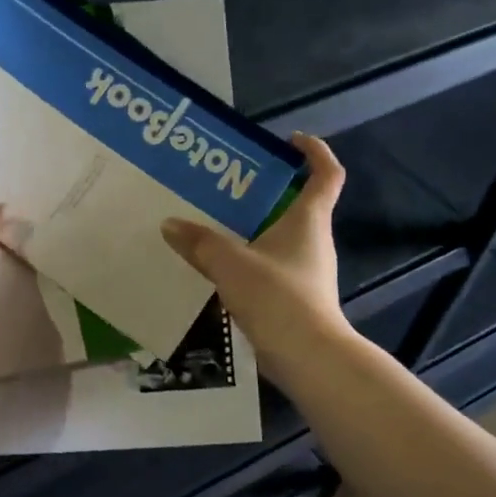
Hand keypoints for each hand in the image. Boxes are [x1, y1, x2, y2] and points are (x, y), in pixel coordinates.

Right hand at [161, 132, 352, 376]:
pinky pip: (271, 267)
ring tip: (217, 225)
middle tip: (230, 187)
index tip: (291, 141)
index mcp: (308, 220)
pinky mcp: (296, 297)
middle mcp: (313, 240)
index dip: (314, 152)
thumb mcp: (231, 264)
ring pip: (281, 239)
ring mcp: (307, 271)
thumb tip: (169, 224)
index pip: (326, 173)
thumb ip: (200, 243)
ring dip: (256, 229)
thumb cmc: (276, 296)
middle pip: (298, 205)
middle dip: (269, 192)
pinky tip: (221, 269)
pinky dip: (251, 260)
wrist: (306, 355)